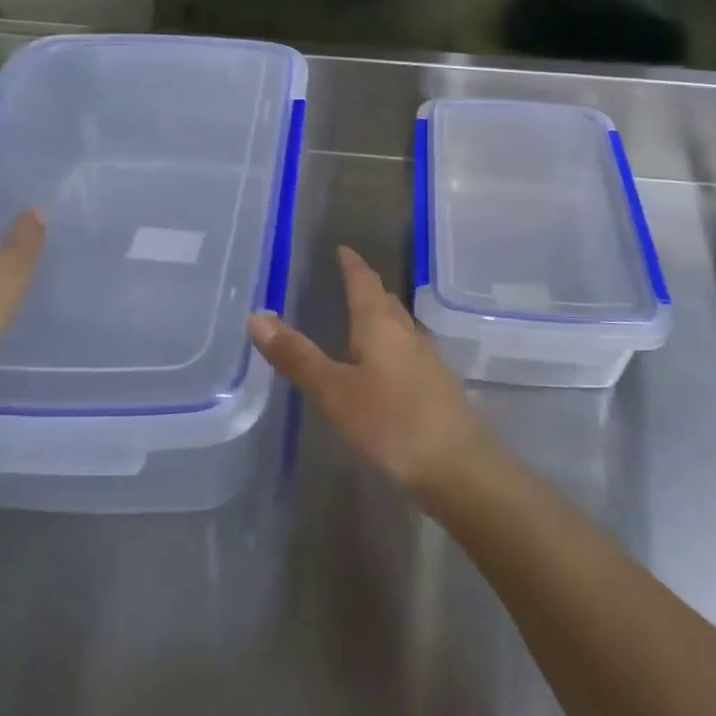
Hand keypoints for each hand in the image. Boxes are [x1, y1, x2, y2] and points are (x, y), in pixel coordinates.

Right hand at [248, 246, 498, 505]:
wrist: (460, 467)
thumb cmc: (392, 422)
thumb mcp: (335, 392)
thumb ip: (298, 357)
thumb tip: (256, 317)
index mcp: (380, 325)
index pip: (364, 282)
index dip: (352, 264)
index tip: (343, 249)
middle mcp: (407, 333)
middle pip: (386, 301)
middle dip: (367, 288)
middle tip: (348, 279)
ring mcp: (427, 360)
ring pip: (400, 326)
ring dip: (381, 317)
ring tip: (362, 319)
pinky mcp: (437, 387)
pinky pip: (408, 352)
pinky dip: (391, 346)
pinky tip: (385, 367)